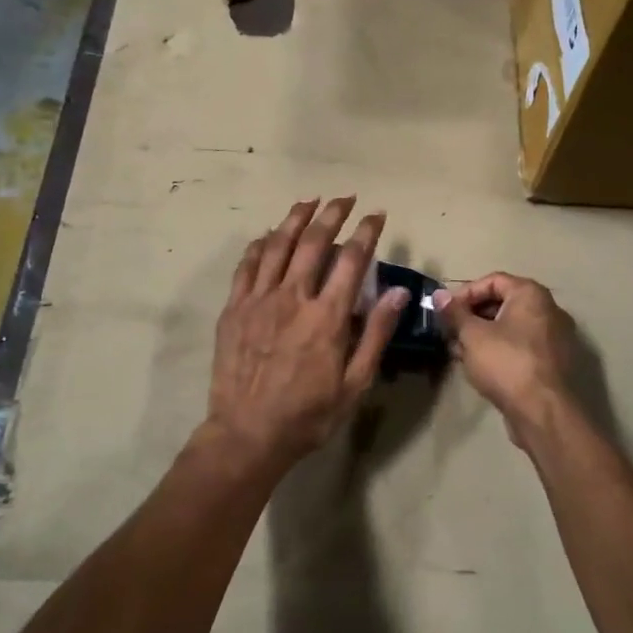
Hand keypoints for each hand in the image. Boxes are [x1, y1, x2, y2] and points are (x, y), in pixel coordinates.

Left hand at [206, 198, 407, 468]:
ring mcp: (259, 300)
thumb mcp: (355, 383)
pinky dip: (261, 244)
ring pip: (278, 245)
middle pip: (314, 241)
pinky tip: (269, 234)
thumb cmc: (308, 414)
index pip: (352, 260)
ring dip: (296, 218)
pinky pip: (247, 265)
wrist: (247, 434)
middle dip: (332, 214)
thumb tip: (398, 292)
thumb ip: (376, 333)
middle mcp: (293, 297)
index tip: (376, 214)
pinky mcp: (234, 308)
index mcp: (326, 316)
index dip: (366, 232)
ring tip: (309, 201)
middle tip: (345, 198)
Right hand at [432, 273, 579, 445]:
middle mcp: (548, 310)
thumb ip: (455, 313)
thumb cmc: (506, 363)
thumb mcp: (472, 335)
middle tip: (450, 332)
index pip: (493, 280)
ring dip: (482, 335)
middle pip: (502, 303)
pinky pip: (520, 347)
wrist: (543, 412)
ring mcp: (553, 338)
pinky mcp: (551, 363)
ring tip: (458, 351)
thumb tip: (439, 295)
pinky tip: (478, 367)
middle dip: (471, 316)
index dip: (465, 293)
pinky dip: (498, 351)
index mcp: (531, 295)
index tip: (446, 311)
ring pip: (510, 328)